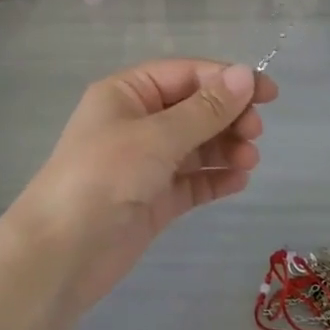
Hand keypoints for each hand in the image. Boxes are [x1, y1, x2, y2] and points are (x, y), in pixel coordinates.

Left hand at [6, 59, 279, 313]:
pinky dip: (214, 178)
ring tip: (249, 160)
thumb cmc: (104, 177)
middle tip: (256, 133)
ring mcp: (145, 163)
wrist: (61, 254)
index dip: (226, 80)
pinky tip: (238, 181)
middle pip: (193, 108)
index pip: (185, 74)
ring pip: (196, 146)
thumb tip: (247, 75)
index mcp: (127, 93)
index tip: (268, 94)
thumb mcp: (156, 137)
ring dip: (225, 148)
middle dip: (227, 116)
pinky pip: (191, 181)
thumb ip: (205, 109)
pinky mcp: (153, 200)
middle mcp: (136, 122)